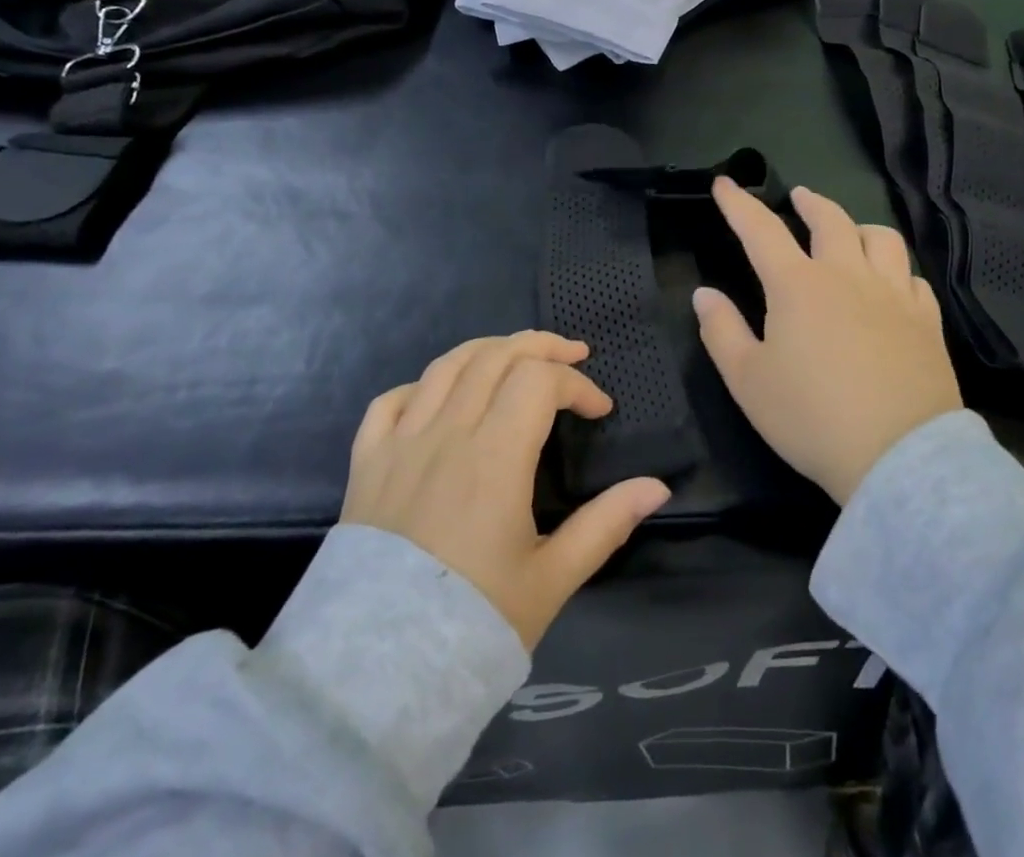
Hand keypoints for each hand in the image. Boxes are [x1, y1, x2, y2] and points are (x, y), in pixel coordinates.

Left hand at [343, 330, 670, 648]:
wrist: (377, 676)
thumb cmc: (474, 622)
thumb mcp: (552, 579)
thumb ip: (606, 524)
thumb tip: (657, 487)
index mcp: (494, 457)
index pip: (540, 382)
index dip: (578, 385)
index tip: (600, 411)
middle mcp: (446, 433)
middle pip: (495, 356)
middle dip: (541, 347)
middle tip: (572, 355)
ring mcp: (400, 443)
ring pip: (446, 366)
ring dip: (488, 350)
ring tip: (516, 357)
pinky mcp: (367, 462)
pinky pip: (390, 401)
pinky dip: (422, 384)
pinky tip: (442, 396)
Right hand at [694, 180, 963, 504]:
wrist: (899, 457)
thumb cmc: (811, 418)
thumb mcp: (748, 380)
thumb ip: (721, 331)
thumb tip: (704, 294)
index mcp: (798, 285)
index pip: (761, 230)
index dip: (740, 205)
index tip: (725, 183)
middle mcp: (847, 276)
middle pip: (830, 220)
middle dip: (809, 203)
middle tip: (799, 197)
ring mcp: (893, 295)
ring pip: (881, 238)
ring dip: (859, 227)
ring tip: (850, 233)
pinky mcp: (927, 321)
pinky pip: (913, 278)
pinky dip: (896, 270)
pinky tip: (891, 283)